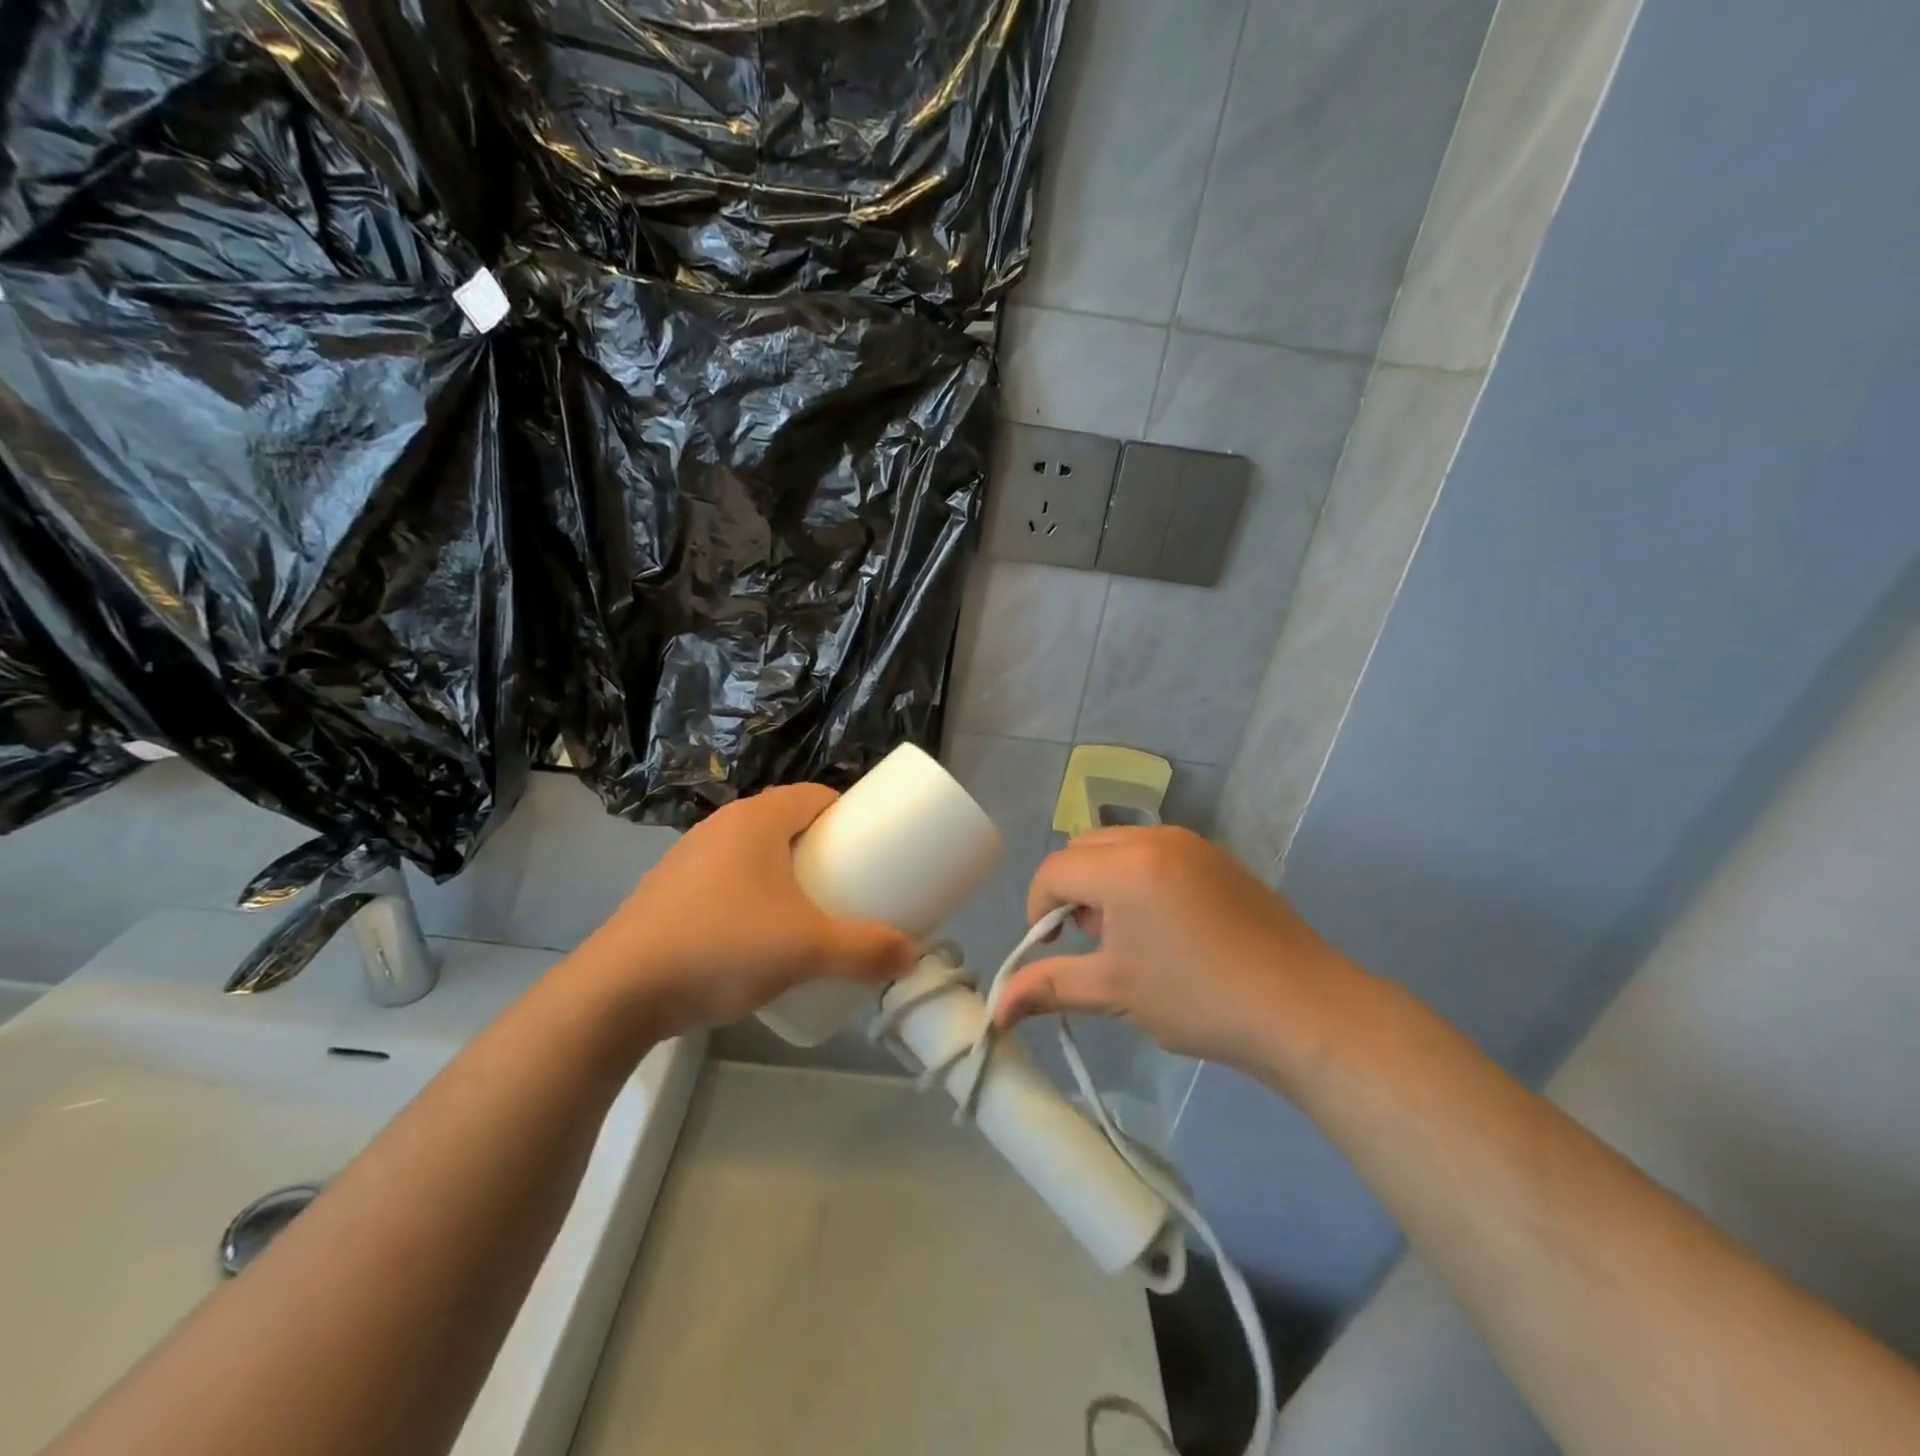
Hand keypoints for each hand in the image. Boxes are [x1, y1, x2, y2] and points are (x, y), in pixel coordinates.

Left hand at [577, 784, 917, 1034]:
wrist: (617, 993)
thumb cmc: (721, 947)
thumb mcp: (806, 949)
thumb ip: (865, 950)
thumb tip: (912, 955)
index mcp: (756, 820)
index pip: (816, 795)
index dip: (851, 814)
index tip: (874, 847)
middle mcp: (721, 827)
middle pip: (788, 824)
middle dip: (824, 849)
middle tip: (852, 885)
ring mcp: (689, 859)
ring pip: (755, 854)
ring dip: (788, 874)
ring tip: (812, 913)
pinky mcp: (669, 893)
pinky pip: (728, 881)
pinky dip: (754, 896)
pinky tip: (760, 937)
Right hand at [993, 826, 1358, 1081]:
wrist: (1304, 1010)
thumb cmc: (1200, 1000)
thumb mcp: (1116, 993)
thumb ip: (1049, 989)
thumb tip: (996, 1012)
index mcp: (1125, 866)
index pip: (1054, 872)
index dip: (1039, 911)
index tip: (1055, 949)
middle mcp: (1154, 838)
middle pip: (1082, 849)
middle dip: (1071, 891)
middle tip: (1092, 942)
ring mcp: (1191, 843)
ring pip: (1118, 845)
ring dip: (1103, 881)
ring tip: (1128, 936)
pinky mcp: (1217, 857)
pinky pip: (1154, 851)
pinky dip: (1138, 877)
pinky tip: (1165, 927)